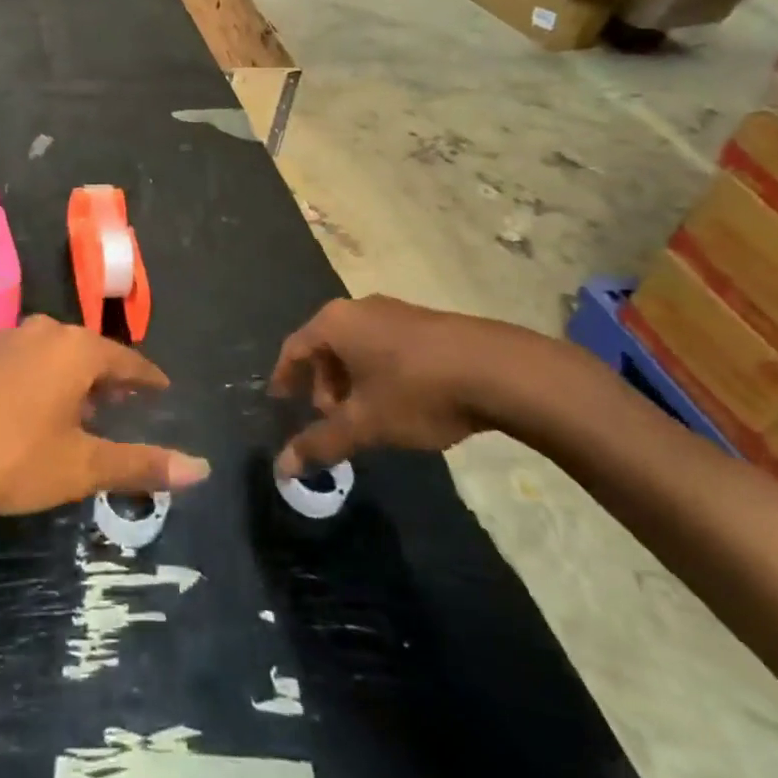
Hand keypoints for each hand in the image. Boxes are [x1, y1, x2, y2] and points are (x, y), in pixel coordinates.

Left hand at [0, 316, 210, 516]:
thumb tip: (202, 469)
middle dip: (110, 378)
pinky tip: (33, 409)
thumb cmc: (10, 456)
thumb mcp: (81, 467)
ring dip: (73, 378)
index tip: (162, 390)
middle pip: (90, 352)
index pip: (127, 360)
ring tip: (82, 410)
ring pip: (55, 354)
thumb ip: (140, 464)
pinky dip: (42, 378)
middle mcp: (44, 331)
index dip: (148, 378)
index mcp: (76, 349)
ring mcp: (7, 337)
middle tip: (124, 404)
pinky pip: (26, 359)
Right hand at [268, 297, 552, 476]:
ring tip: (365, 416)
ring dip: (350, 380)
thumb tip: (282, 469)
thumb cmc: (417, 390)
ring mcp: (394, 311)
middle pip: (326, 346)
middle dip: (322, 384)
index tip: (279, 401)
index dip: (284, 377)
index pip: (294, 347)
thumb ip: (322, 443)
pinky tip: (398, 401)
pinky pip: (383, 345)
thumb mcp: (366, 423)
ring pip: (357, 346)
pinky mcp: (424, 322)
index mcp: (335, 323)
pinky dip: (376, 371)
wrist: (498, 369)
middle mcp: (358, 308)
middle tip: (330, 419)